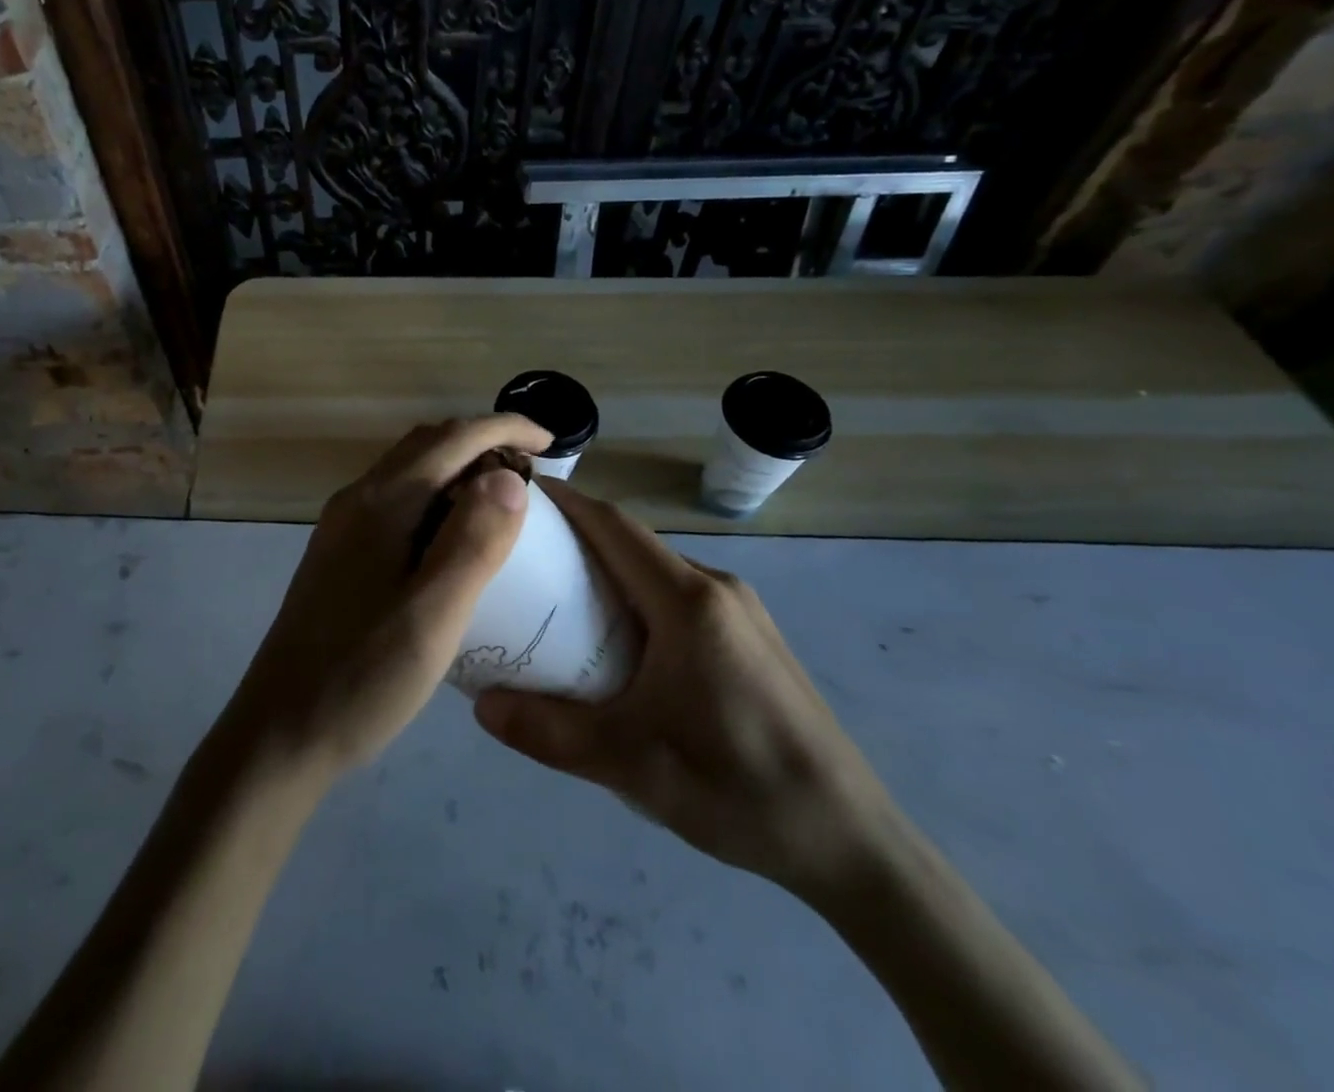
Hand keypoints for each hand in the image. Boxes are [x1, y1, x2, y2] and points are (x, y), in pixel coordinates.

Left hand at [220, 415, 552, 785]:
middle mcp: (358, 500)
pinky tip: (455, 540)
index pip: (452, 439)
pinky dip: (438, 499)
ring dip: (460, 469)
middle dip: (484, 443)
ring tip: (504, 503)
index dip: (505, 429)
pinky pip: (398, 502)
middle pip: (428, 445)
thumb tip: (508, 476)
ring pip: (411, 472)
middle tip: (534, 474)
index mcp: (382, 503)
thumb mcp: (432, 615)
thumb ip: (473, 542)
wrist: (279, 733)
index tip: (551, 442)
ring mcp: (343, 527)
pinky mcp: (340, 555)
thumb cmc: (362, 677)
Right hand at [473, 481, 891, 901]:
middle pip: (633, 543)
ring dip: (608, 571)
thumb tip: (481, 706)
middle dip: (576, 538)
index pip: (614, 526)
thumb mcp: (629, 764)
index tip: (520, 493)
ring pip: (657, 571)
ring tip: (557, 599)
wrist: (852, 841)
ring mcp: (741, 612)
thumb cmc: (736, 787)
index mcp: (687, 601)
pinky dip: (637, 598)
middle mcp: (717, 589)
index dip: (566, 502)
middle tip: (522, 556)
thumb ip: (548, 731)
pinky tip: (617, 644)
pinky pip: (679, 596)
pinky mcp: (752, 638)